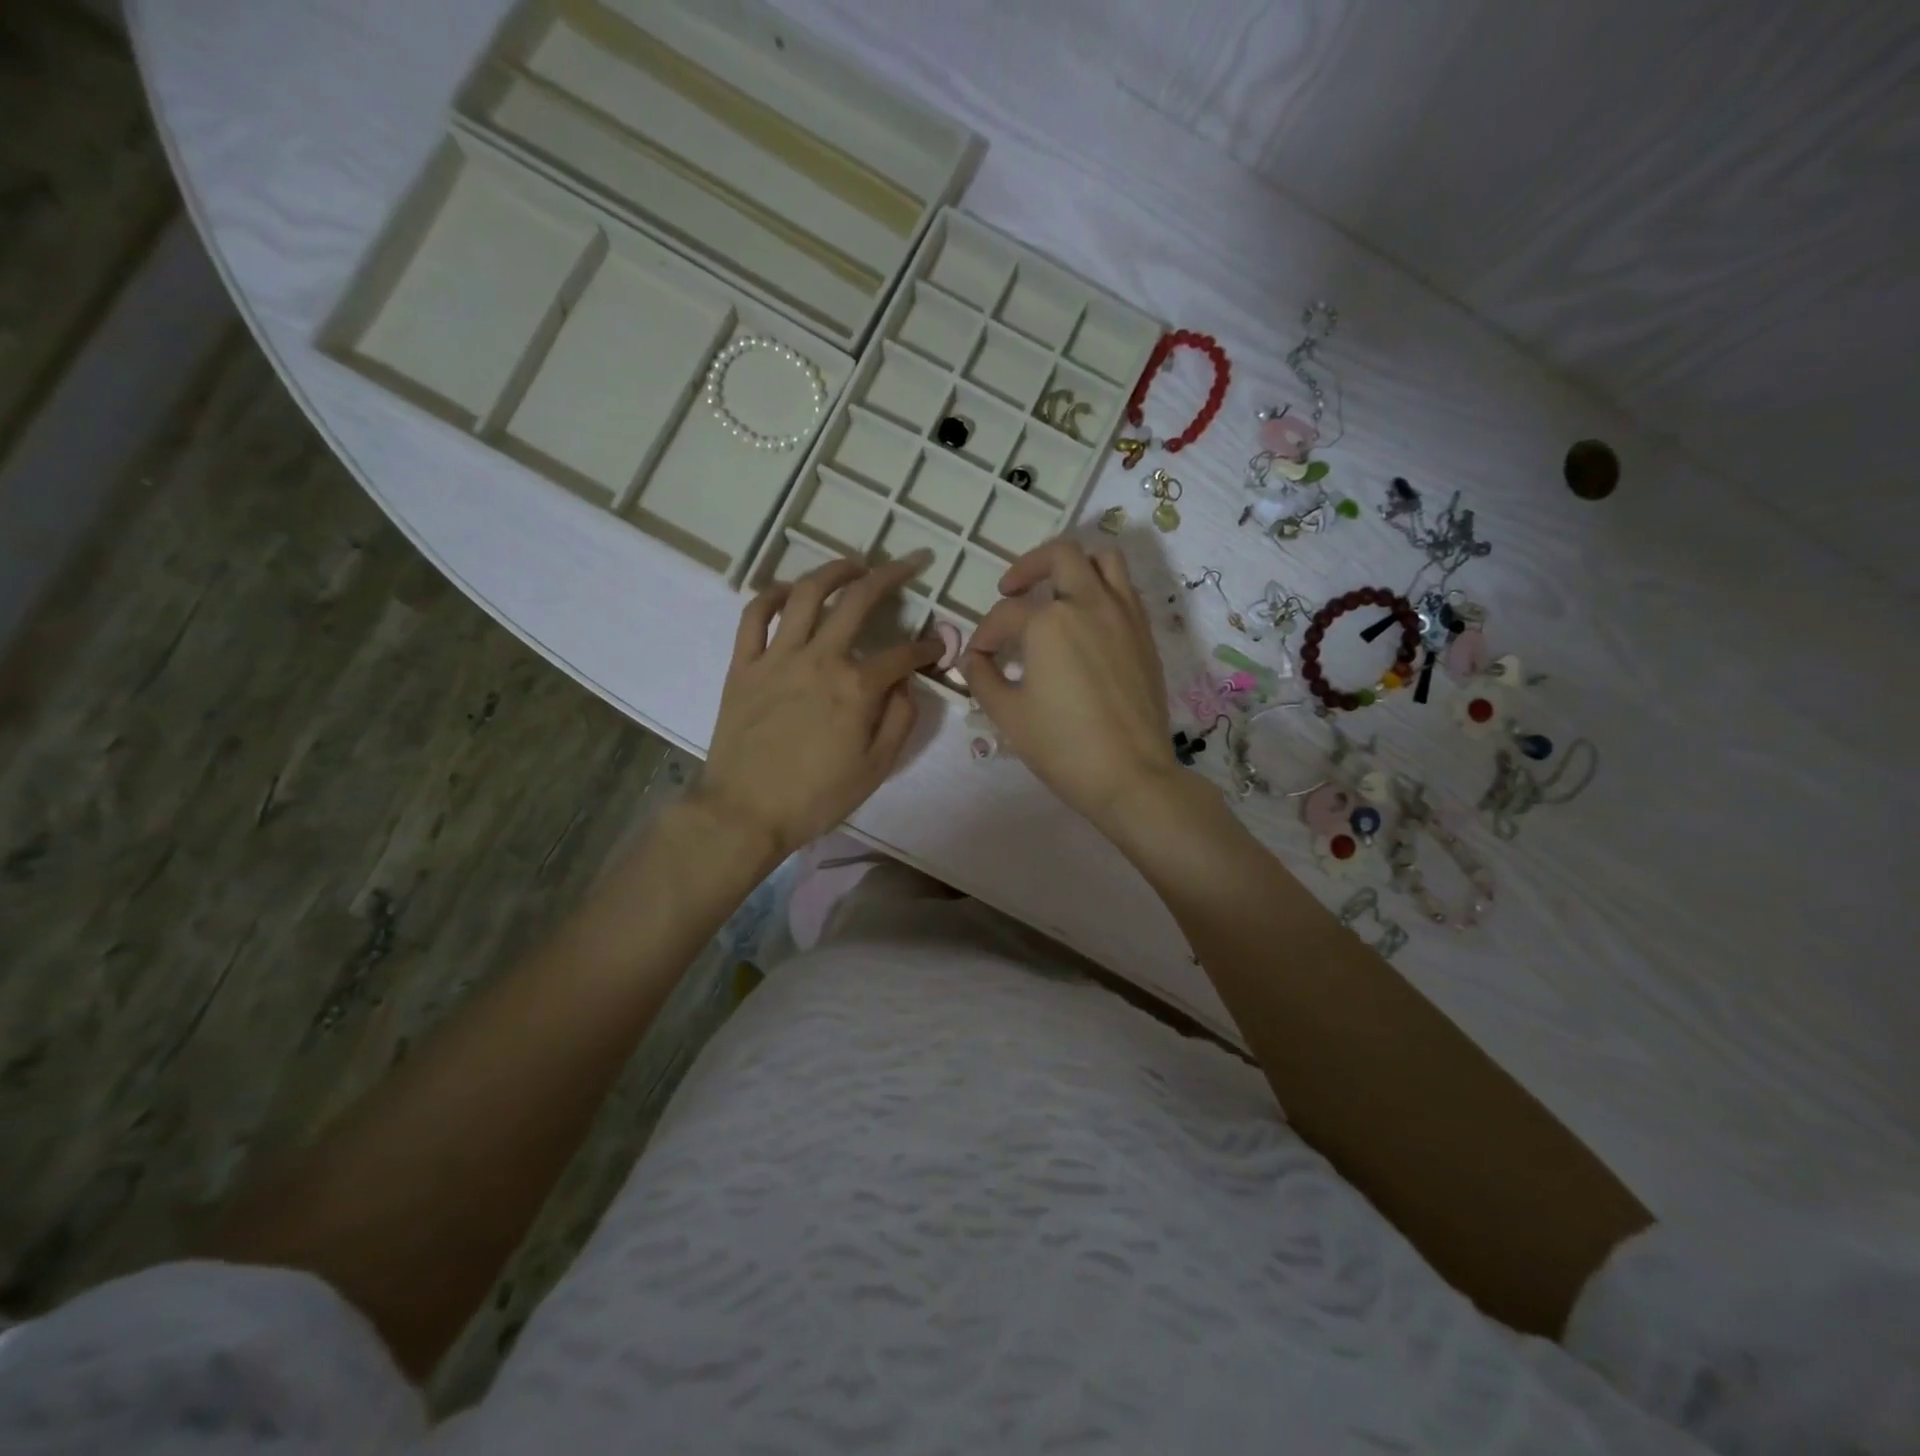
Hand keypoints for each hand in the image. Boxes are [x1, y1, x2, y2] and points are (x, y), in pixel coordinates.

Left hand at [700, 553, 942, 860]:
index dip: (927, 649)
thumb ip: (900, 721)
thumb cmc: (816, 797)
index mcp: (856, 687)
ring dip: (835, 571)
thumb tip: (906, 685)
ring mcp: (777, 657)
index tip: (936, 649)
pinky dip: (771, 594)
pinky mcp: (744, 665)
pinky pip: (754, 616)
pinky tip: (788, 591)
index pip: (903, 654)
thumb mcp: (876, 768)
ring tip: (854, 565)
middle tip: (911, 562)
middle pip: (859, 601)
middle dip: (892, 575)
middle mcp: (820, 659)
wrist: (745, 813)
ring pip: (806, 594)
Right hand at [962, 539, 1180, 832]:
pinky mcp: (1145, 634)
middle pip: (1060, 556)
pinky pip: (1125, 589)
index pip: (1005, 614)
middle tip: (1011, 589)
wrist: (1130, 775)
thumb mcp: (1008, 715)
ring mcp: (1124, 615)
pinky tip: (1086, 621)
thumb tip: (974, 659)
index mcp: (1049, 622)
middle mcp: (1089, 604)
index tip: (979, 657)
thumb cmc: (1062, 746)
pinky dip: (1102, 590)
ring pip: (1103, 560)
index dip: (985, 634)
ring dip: (1074, 566)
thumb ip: (983, 678)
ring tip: (1056, 591)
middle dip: (1028, 566)